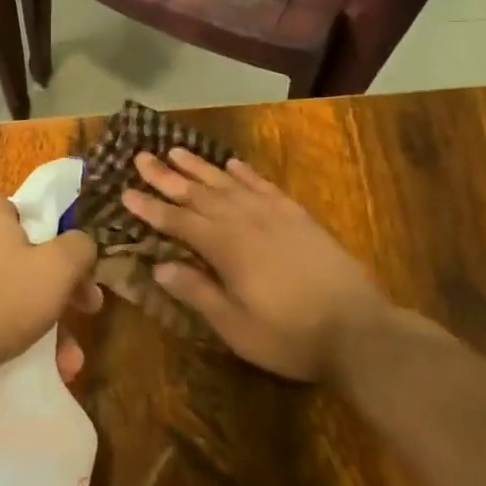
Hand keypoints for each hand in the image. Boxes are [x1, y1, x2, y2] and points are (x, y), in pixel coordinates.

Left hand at [0, 194, 99, 383]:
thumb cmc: (3, 295)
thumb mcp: (58, 266)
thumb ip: (80, 246)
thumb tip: (83, 245)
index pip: (39, 214)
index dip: (68, 243)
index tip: (85, 273)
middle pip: (31, 255)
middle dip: (63, 290)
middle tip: (87, 310)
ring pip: (16, 288)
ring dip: (48, 320)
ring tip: (69, 357)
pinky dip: (20, 331)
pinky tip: (46, 364)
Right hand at [121, 151, 422, 381]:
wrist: (359, 330)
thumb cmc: (290, 335)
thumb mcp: (235, 326)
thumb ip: (197, 292)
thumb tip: (159, 266)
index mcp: (225, 247)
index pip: (177, 221)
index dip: (150, 207)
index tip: (125, 191)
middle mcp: (244, 221)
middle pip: (198, 193)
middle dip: (167, 176)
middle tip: (141, 156)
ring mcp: (274, 215)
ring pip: (228, 183)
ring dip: (200, 167)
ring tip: (176, 150)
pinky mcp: (298, 217)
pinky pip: (264, 186)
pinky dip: (245, 173)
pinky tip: (232, 164)